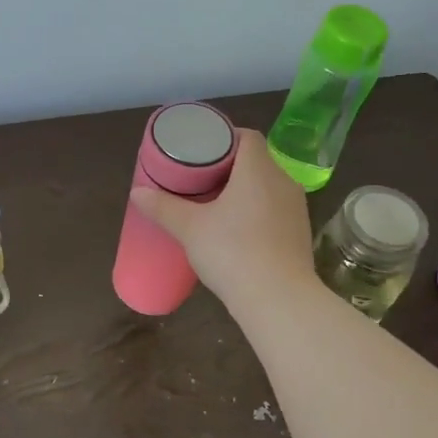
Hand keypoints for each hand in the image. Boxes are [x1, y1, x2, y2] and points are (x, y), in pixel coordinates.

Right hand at [130, 129, 316, 313]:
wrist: (279, 300)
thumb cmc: (232, 252)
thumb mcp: (190, 229)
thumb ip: (163, 208)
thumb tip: (137, 193)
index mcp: (258, 170)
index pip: (247, 136)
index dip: (225, 137)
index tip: (202, 150)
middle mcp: (283, 181)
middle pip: (257, 160)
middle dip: (230, 165)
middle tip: (201, 177)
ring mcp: (296, 208)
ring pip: (268, 185)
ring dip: (245, 189)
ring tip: (217, 202)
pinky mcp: (300, 232)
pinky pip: (276, 208)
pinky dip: (258, 210)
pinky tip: (238, 229)